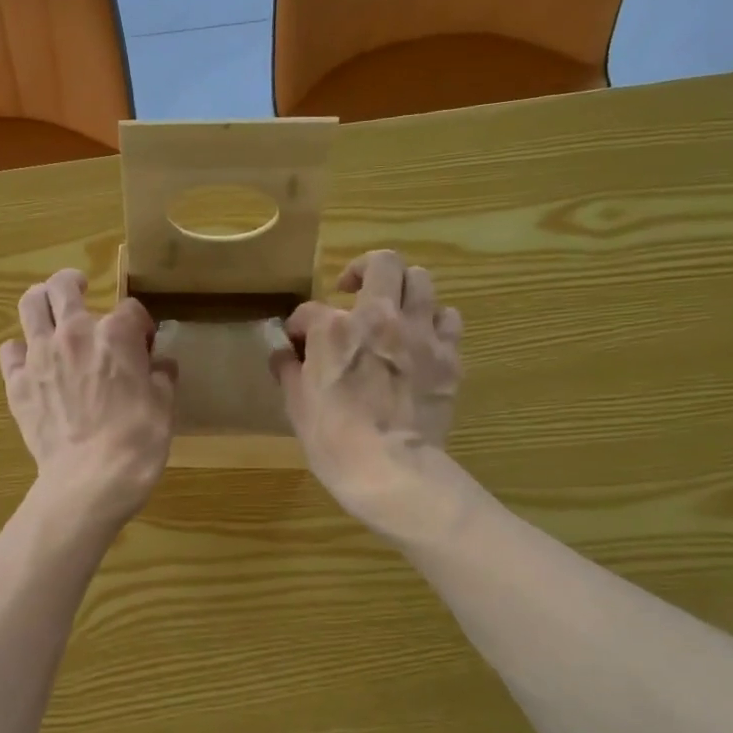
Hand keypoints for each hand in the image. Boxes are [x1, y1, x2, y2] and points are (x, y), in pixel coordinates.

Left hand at [0, 268, 176, 530]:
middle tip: (80, 289)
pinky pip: (9, 351)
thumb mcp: (164, 407)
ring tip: (48, 308)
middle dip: (74, 283)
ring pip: (30, 305)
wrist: (91, 478)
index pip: (130, 310)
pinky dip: (19, 350)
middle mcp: (74, 334)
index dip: (139, 324)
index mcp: (116, 335)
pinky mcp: (17, 383)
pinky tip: (30, 361)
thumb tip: (160, 365)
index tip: (144, 342)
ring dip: (40, 300)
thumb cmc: (137, 441)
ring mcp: (40, 356)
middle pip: (64, 286)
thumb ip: (161, 378)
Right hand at [270, 250, 468, 541]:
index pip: (309, 310)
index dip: (299, 325)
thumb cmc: (333, 439)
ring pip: (421, 280)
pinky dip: (434, 321)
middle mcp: (381, 317)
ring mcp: (420, 334)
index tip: (297, 343)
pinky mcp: (448, 356)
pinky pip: (448, 318)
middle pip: (383, 263)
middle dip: (364, 270)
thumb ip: (290, 371)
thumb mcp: (296, 406)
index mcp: (334, 328)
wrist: (390, 469)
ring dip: (403, 290)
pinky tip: (421, 339)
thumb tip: (284, 355)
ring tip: (392, 311)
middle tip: (353, 292)